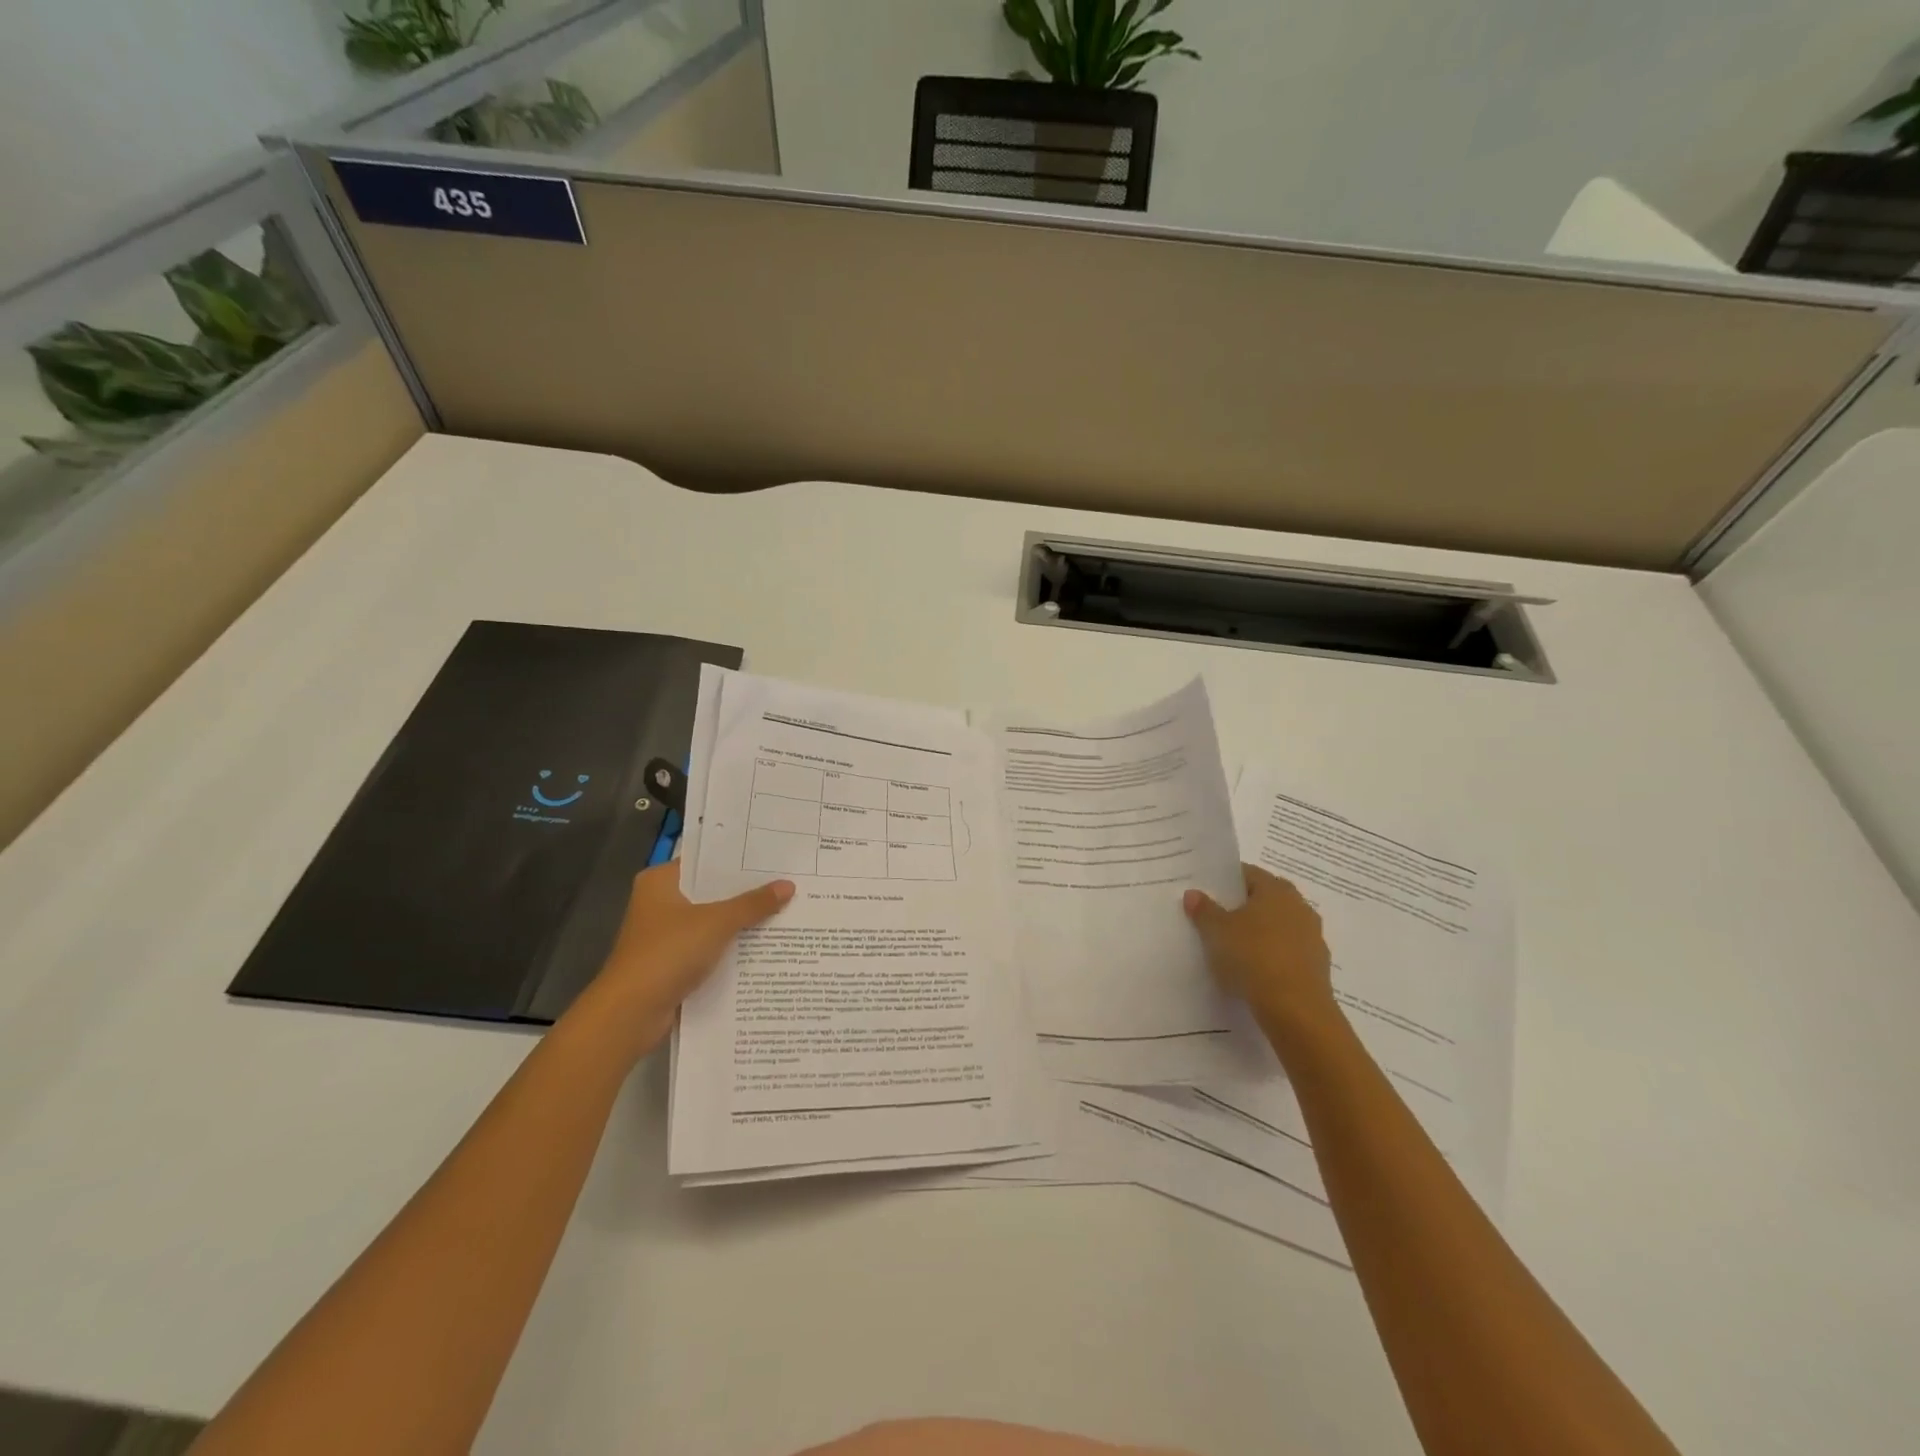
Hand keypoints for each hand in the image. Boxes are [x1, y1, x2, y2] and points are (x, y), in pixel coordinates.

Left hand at [576, 861, 793, 1056]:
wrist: (631, 1013)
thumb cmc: (668, 953)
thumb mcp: (716, 922)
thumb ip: (753, 904)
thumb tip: (789, 885)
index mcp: (661, 882)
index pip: (705, 860)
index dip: (739, 859)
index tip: (773, 856)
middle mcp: (660, 903)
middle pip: (711, 891)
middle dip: (746, 892)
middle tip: (787, 881)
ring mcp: (665, 935)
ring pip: (712, 920)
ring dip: (741, 921)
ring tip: (785, 910)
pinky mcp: (672, 963)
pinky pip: (709, 946)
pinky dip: (731, 947)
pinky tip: (764, 944)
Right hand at [1184, 863, 1336, 1036]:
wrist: (1296, 1009)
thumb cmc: (1253, 957)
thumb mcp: (1217, 931)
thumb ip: (1204, 910)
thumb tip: (1193, 893)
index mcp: (1276, 889)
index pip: (1248, 874)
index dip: (1226, 882)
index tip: (1207, 894)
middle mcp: (1299, 907)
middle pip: (1265, 900)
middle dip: (1243, 908)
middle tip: (1216, 920)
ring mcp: (1312, 938)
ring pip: (1278, 927)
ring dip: (1259, 934)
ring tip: (1232, 949)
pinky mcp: (1317, 967)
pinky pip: (1287, 953)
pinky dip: (1271, 957)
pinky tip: (1253, 972)